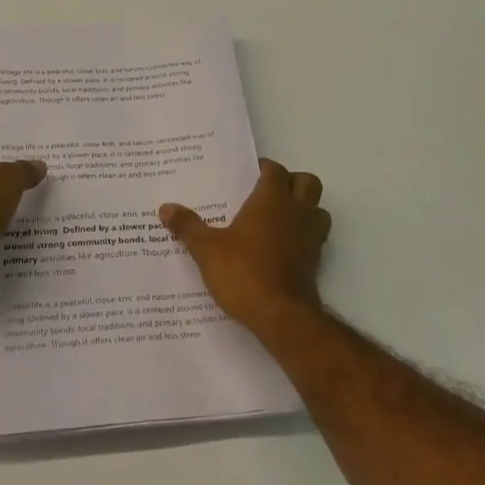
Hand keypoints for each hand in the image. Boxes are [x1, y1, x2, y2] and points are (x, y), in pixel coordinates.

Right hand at [159, 159, 330, 334]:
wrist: (282, 316)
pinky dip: (303, 236)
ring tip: (279, 219)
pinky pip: (315, 237)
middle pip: (307, 182)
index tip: (247, 173)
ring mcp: (311, 237)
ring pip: (318, 209)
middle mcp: (297, 212)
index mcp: (271, 200)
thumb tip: (166, 208)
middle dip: (292, 182)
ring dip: (304, 209)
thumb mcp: (206, 250)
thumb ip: (188, 226)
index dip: (263, 168)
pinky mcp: (316, 262)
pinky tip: (281, 248)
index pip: (275, 170)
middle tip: (267, 193)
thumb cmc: (244, 273)